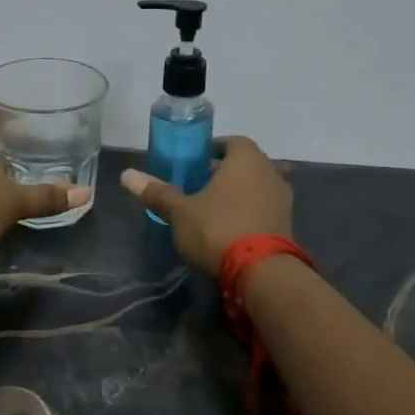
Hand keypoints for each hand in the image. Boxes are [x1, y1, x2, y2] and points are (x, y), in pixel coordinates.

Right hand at [119, 135, 293, 273]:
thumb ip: (157, 192)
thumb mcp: (180, 211)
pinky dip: (248, 212)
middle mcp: (270, 172)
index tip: (195, 160)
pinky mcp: (287, 224)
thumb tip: (126, 175)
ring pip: (256, 187)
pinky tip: (229, 229)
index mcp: (246, 159)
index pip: (231, 141)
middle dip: (223, 172)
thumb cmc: (218, 228)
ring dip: (237, 193)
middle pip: (245, 164)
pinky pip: (263, 209)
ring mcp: (283, 199)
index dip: (213, 148)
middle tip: (198, 185)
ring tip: (211, 208)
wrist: (262, 272)